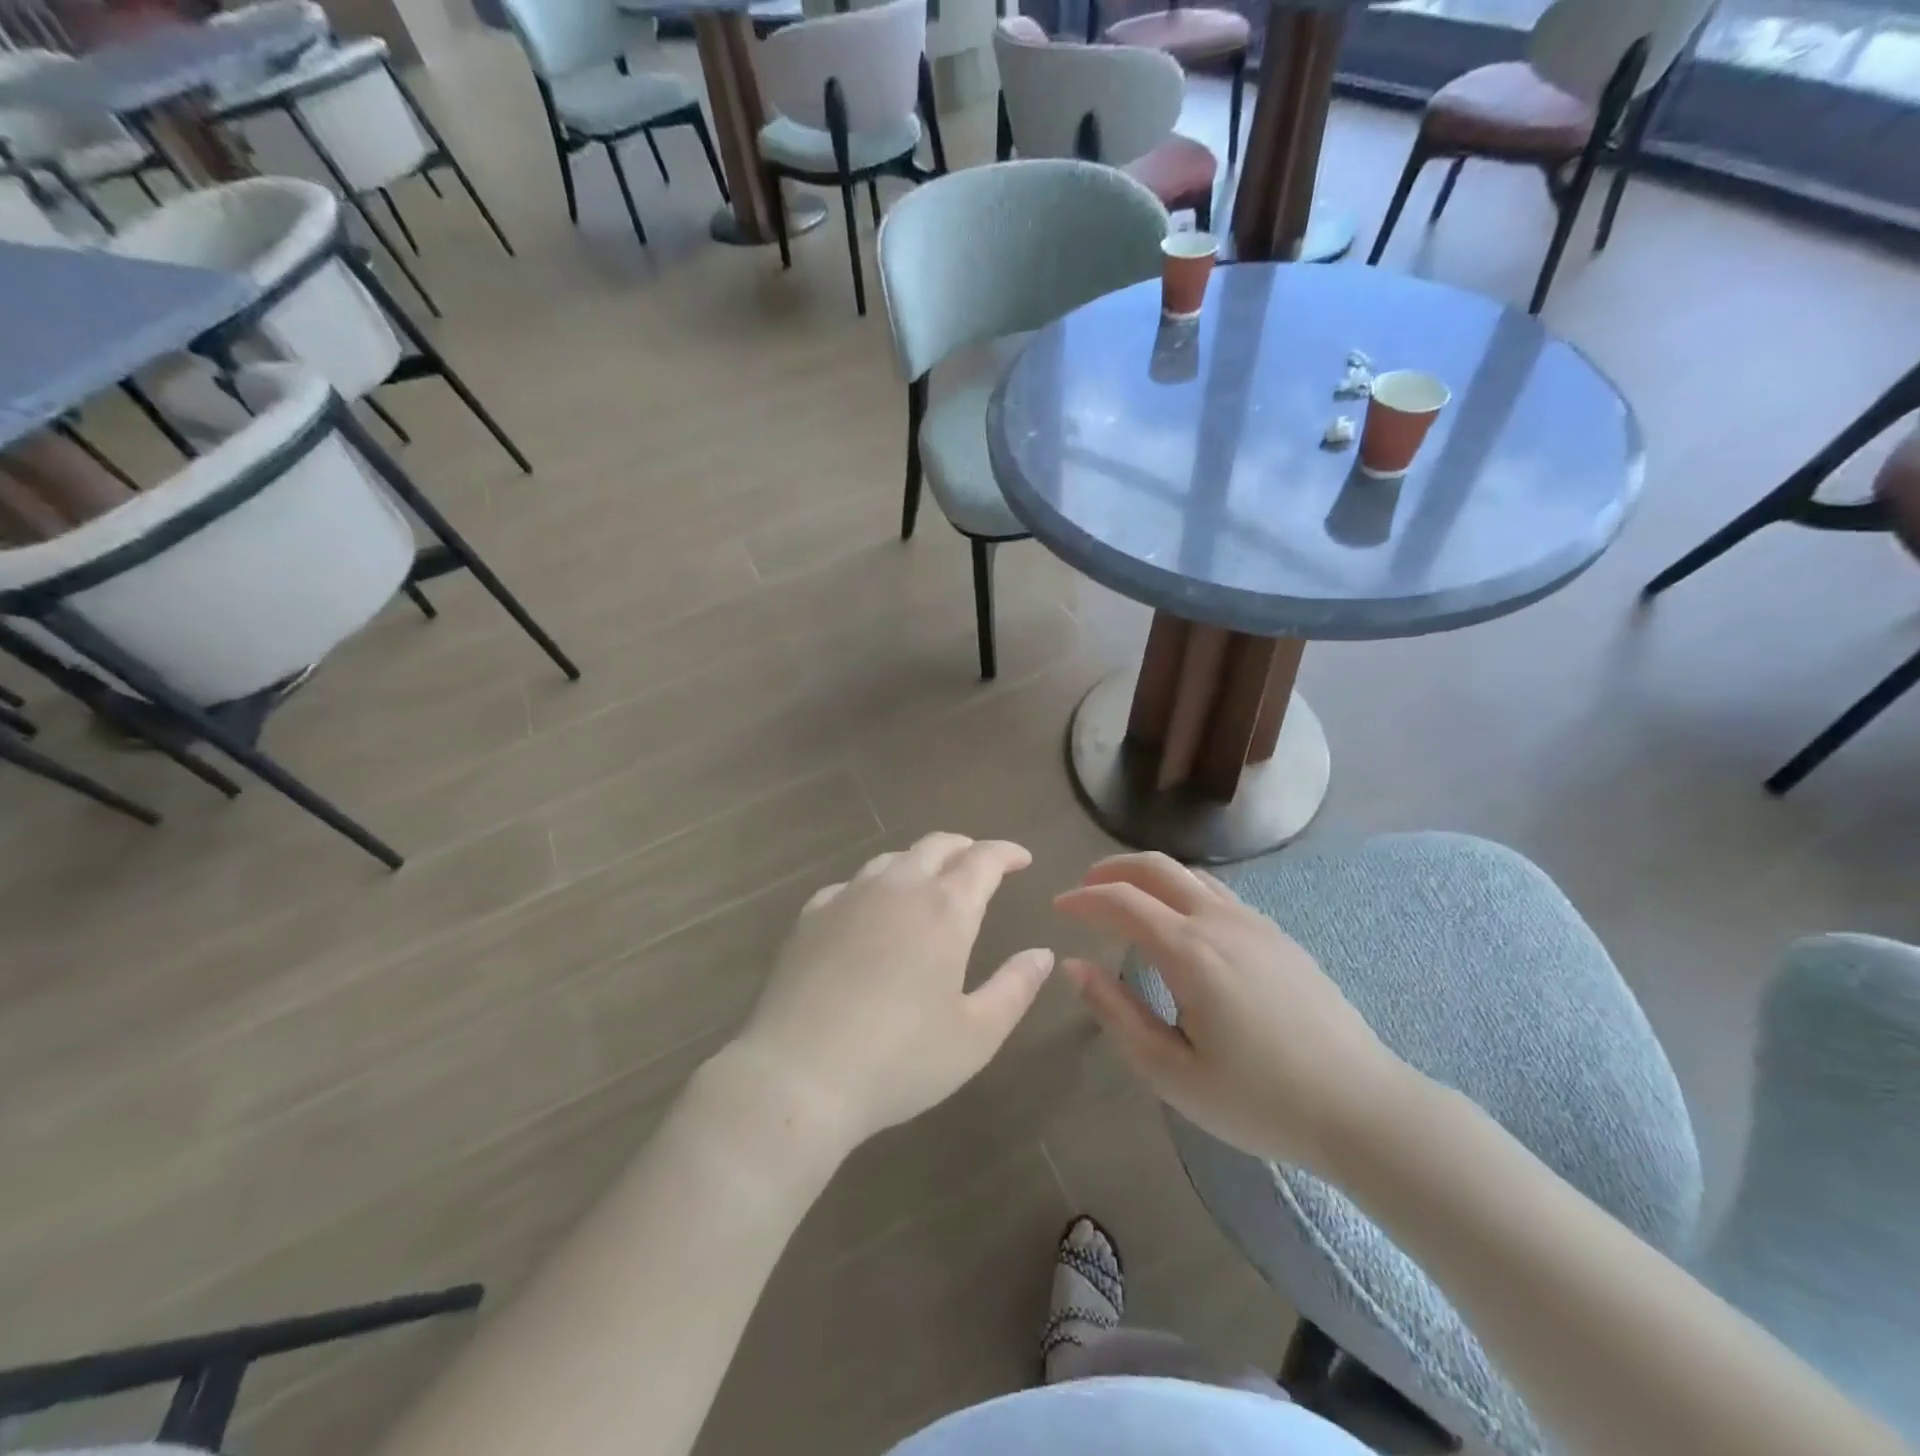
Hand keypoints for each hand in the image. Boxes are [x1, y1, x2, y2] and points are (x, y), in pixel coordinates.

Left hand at [730, 834, 1055, 1157]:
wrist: (799, 1074)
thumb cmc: (900, 1059)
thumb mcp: (976, 1035)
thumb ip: (1015, 987)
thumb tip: (1042, 954)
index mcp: (945, 909)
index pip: (983, 860)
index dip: (1006, 853)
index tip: (1021, 859)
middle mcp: (898, 888)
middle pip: (936, 846)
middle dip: (965, 848)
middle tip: (980, 864)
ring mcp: (848, 897)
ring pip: (892, 859)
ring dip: (920, 862)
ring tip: (929, 883)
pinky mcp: (810, 917)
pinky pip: (850, 885)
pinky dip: (873, 886)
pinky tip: (869, 910)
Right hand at [1054, 852, 1411, 1172]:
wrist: (1362, 1107)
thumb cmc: (1259, 1100)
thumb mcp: (1172, 1073)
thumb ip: (1117, 1013)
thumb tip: (1076, 968)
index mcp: (1190, 951)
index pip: (1121, 902)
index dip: (1083, 899)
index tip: (1057, 908)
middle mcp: (1220, 921)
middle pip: (1156, 867)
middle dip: (1111, 869)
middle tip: (1084, 889)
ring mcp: (1255, 923)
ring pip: (1189, 874)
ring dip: (1147, 875)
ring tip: (1124, 898)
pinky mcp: (1278, 935)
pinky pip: (1217, 891)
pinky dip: (1180, 889)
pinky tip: (1178, 921)